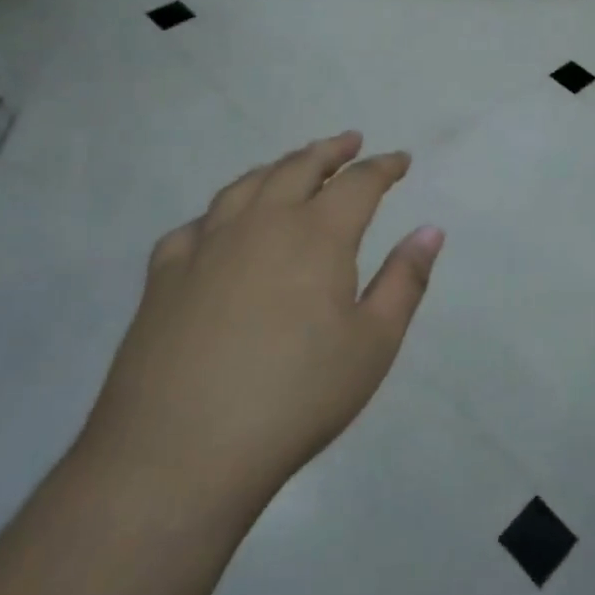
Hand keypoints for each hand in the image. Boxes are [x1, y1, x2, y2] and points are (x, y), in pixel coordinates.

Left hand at [78, 132, 443, 511]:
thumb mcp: (373, 344)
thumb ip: (405, 280)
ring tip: (293, 166)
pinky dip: (218, 214)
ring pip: (246, 185)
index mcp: (317, 235)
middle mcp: (261, 223)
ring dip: (277, 167)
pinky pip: (195, 225)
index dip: (384, 167)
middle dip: (331, 151)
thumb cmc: (295, 398)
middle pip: (300, 167)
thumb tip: (430, 230)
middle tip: (350, 142)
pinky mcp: (164, 275)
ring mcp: (207, 245)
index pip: (359, 183)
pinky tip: (220, 226)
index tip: (400, 160)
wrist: (180, 452)